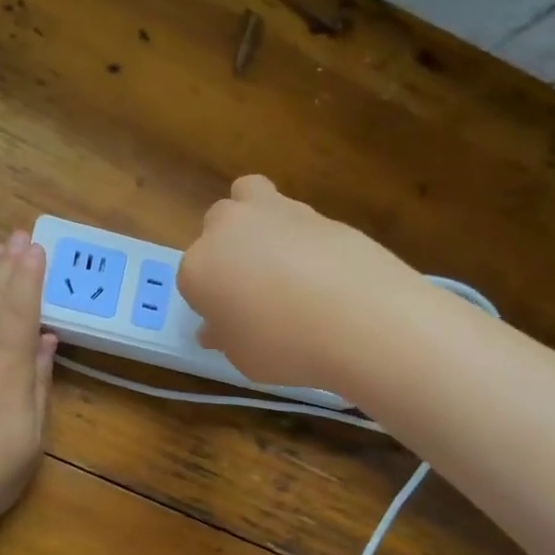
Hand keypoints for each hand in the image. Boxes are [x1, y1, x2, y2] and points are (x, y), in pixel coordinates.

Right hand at [178, 175, 416, 393]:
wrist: (361, 318)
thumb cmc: (286, 347)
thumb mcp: (244, 358)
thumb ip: (226, 336)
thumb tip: (216, 328)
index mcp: (199, 267)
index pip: (192, 279)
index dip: (211, 301)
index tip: (231, 322)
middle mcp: (229, 229)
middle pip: (216, 225)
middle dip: (227, 248)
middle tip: (251, 284)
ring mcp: (275, 212)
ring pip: (250, 196)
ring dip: (257, 220)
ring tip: (282, 259)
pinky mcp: (318, 210)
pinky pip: (296, 216)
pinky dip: (300, 234)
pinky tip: (321, 267)